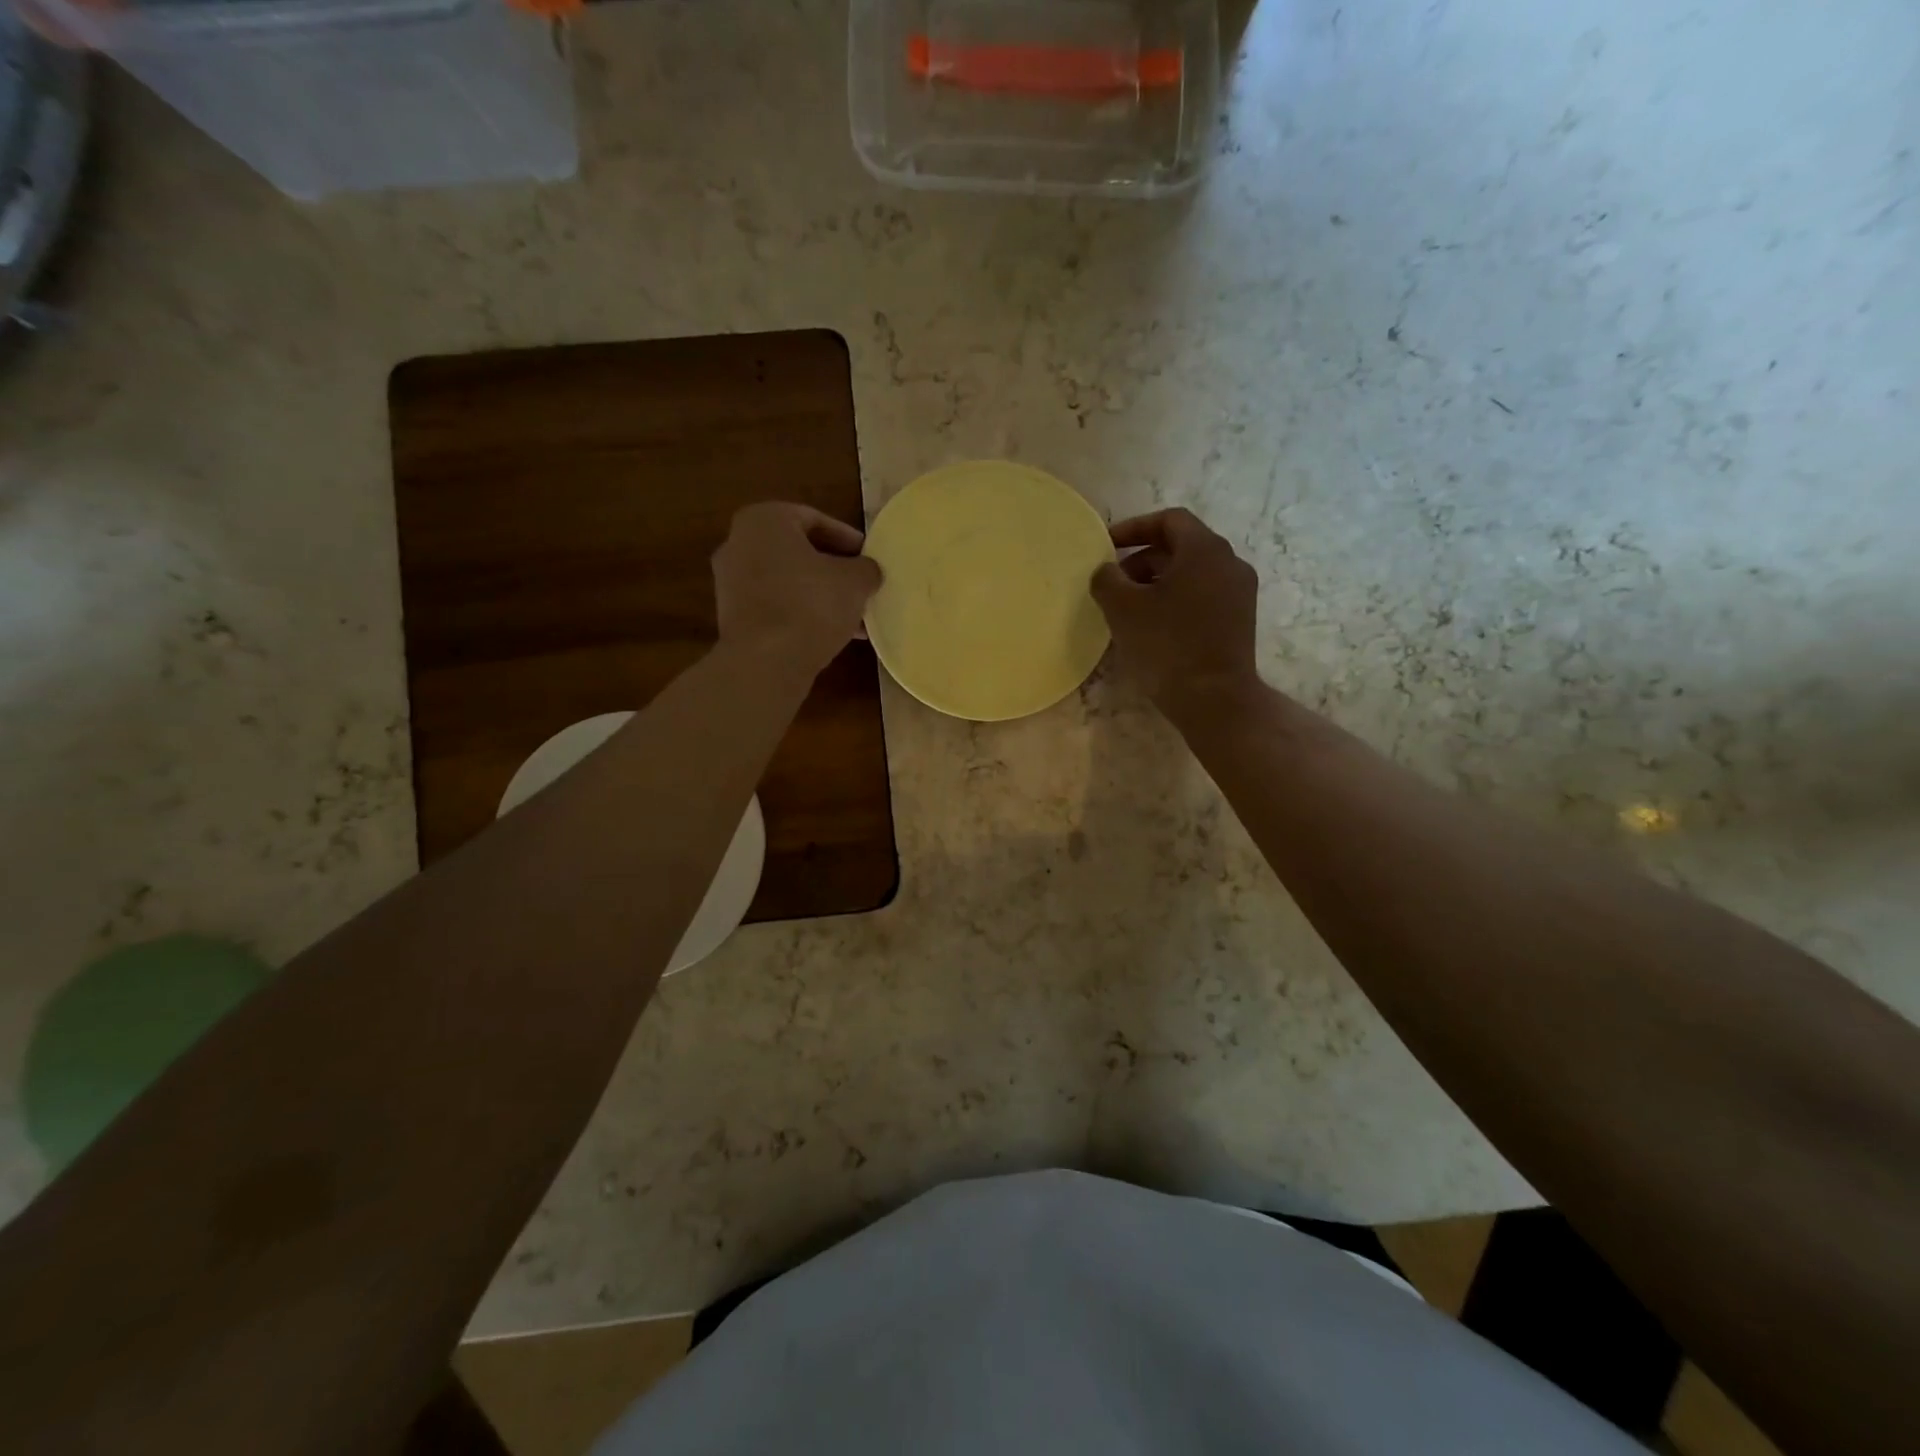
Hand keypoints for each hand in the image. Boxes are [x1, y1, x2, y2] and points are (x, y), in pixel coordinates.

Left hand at [713, 502, 880, 678]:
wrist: (766, 662)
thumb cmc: (811, 605)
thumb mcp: (855, 582)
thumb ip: (866, 569)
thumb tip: (867, 571)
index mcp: (764, 520)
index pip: (814, 519)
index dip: (848, 539)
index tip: (869, 558)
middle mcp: (738, 544)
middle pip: (798, 552)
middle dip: (834, 570)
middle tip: (862, 586)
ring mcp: (730, 583)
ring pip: (788, 582)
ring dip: (821, 596)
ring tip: (855, 617)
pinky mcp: (733, 617)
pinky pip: (776, 606)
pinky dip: (802, 614)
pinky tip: (833, 635)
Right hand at [1090, 508, 1259, 707]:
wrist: (1214, 699)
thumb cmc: (1167, 645)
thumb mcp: (1122, 608)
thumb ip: (1107, 579)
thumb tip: (1107, 571)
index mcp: (1205, 549)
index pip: (1169, 520)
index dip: (1134, 528)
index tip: (1107, 546)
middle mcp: (1229, 562)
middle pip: (1181, 546)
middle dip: (1143, 559)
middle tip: (1114, 583)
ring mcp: (1240, 592)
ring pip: (1192, 573)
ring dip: (1158, 581)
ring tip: (1130, 608)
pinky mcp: (1240, 620)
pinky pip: (1203, 595)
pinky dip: (1176, 599)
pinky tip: (1154, 625)